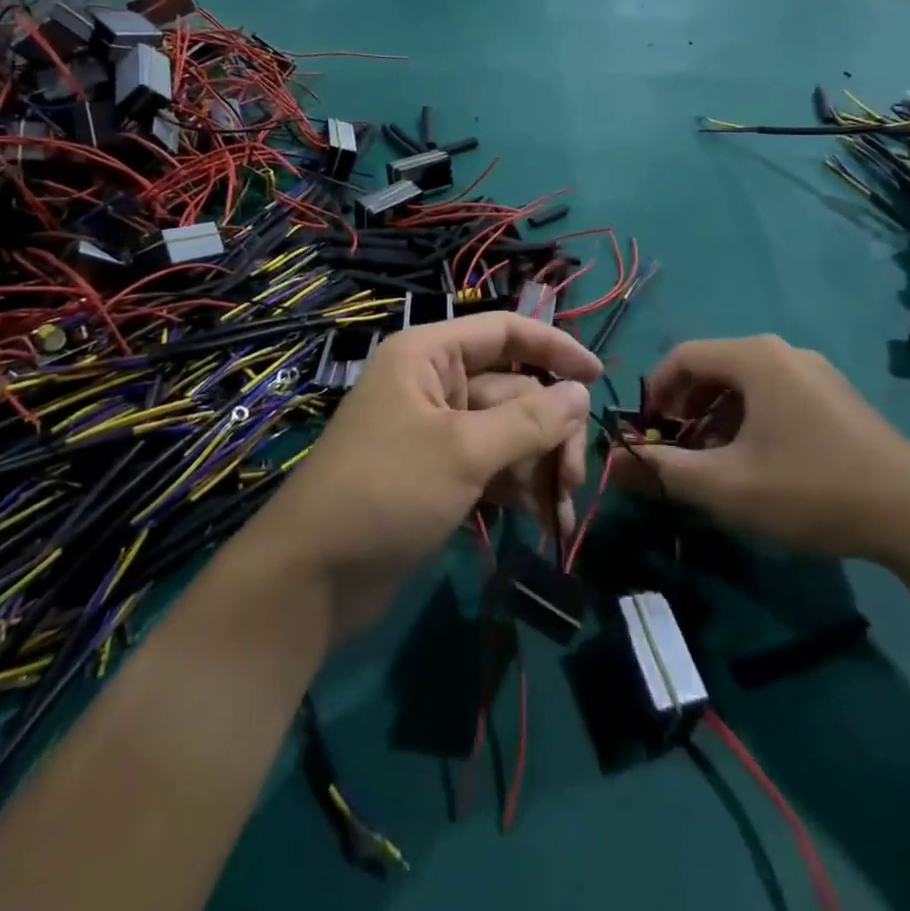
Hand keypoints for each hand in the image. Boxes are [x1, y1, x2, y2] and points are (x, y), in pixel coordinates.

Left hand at [247, 312, 600, 639]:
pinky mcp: (439, 474)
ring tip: (559, 511)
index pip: (505, 332)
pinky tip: (541, 519)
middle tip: (572, 479)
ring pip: (508, 433)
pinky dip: (518, 487)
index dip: (554, 348)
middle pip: (514, 391)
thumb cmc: (386, 492)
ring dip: (540, 466)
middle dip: (550, 433)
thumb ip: (528, 420)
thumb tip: (579, 393)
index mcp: (430, 355)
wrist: (311, 579)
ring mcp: (437, 431)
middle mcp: (435, 384)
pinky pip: (492, 465)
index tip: (598, 377)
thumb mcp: (463, 451)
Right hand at [611, 335, 909, 568]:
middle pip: (713, 368)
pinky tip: (757, 464)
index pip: (681, 356)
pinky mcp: (836, 397)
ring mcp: (815, 372)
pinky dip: (749, 421)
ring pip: (744, 385)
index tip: (645, 434)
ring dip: (715, 418)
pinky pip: (774, 396)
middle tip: (676, 451)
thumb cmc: (810, 490)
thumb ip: (663, 470)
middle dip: (684, 409)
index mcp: (755, 357)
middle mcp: (784, 352)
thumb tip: (614, 463)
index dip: (653, 393)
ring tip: (713, 463)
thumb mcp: (726, 486)